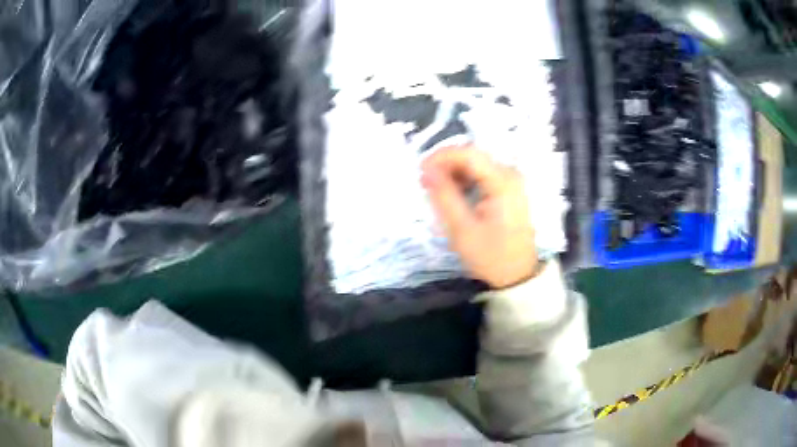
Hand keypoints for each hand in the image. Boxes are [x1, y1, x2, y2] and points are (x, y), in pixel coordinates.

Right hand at [421, 145, 537, 288]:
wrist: (518, 276)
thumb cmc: (491, 256)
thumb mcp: (461, 229)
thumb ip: (444, 196)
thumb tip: (427, 170)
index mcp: (502, 182)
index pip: (468, 153)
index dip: (441, 156)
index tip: (421, 170)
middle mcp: (511, 175)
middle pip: (473, 156)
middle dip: (446, 165)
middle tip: (426, 182)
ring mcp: (512, 182)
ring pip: (477, 165)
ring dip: (454, 173)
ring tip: (436, 190)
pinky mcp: (510, 191)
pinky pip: (484, 176)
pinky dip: (466, 181)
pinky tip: (455, 195)